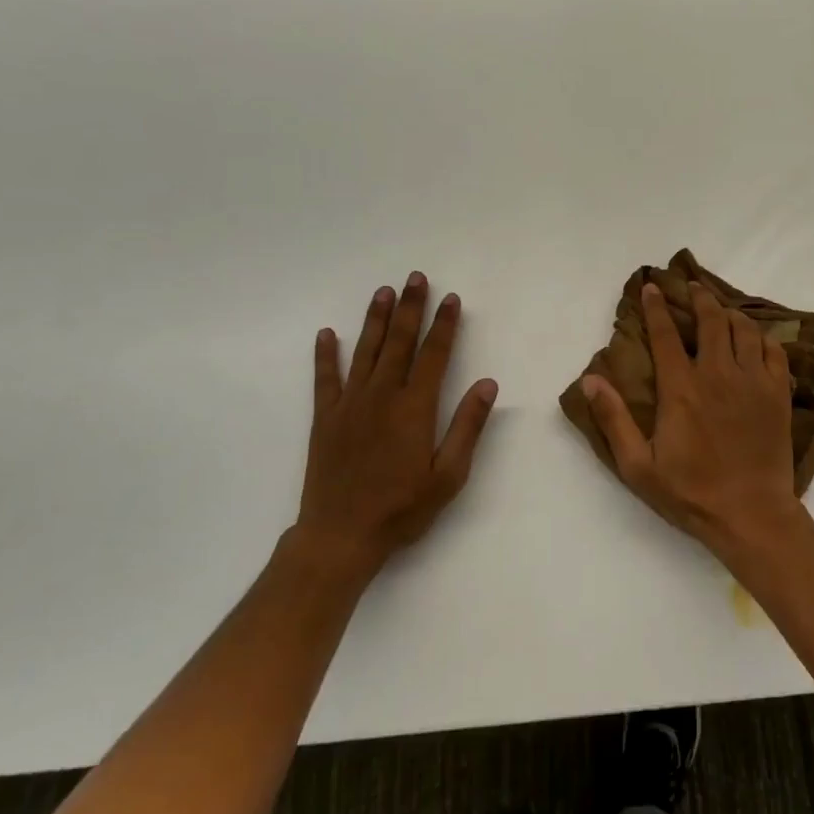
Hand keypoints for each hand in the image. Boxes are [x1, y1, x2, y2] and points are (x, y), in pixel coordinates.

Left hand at [295, 273, 498, 581]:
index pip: (434, 355)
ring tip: (383, 291)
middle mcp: (382, 396)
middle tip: (415, 277)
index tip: (451, 299)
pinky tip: (327, 334)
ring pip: (365, 351)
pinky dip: (326, 355)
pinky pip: (325, 378)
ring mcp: (350, 404)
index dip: (444, 325)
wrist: (341, 535)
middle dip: (410, 308)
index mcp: (415, 408)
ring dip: (375, 319)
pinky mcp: (326, 418)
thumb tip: (488, 383)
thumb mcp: (448, 475)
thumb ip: (468, 426)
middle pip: (399, 342)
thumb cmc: (402, 508)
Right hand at [583, 281, 808, 556]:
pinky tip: (755, 339)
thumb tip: (591, 379)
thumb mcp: (638, 465)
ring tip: (721, 310)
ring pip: (744, 329)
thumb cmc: (690, 493)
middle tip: (692, 286)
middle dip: (699, 297)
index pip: (666, 334)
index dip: (656, 307)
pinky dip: (762, 338)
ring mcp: (753, 381)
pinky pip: (775, 350)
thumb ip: (613, 419)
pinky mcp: (779, 394)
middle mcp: (719, 374)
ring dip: (730, 314)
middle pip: (711, 320)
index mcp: (682, 388)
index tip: (652, 287)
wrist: (752, 514)